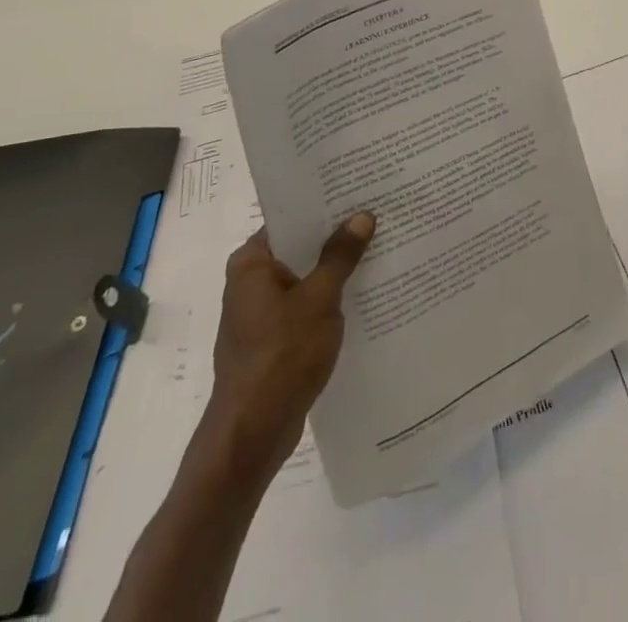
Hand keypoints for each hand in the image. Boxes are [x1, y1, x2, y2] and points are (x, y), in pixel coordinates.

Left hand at [196, 213, 375, 489]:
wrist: (252, 436)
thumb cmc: (281, 356)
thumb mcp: (320, 300)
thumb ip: (340, 256)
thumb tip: (362, 215)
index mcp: (251, 262)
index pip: (290, 219)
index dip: (324, 206)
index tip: (358, 192)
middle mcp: (249, 281)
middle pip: (299, 248)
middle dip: (335, 238)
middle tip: (376, 217)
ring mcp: (259, 313)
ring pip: (304, 279)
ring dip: (334, 271)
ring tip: (377, 251)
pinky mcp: (271, 341)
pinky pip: (304, 307)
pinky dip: (327, 300)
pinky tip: (362, 296)